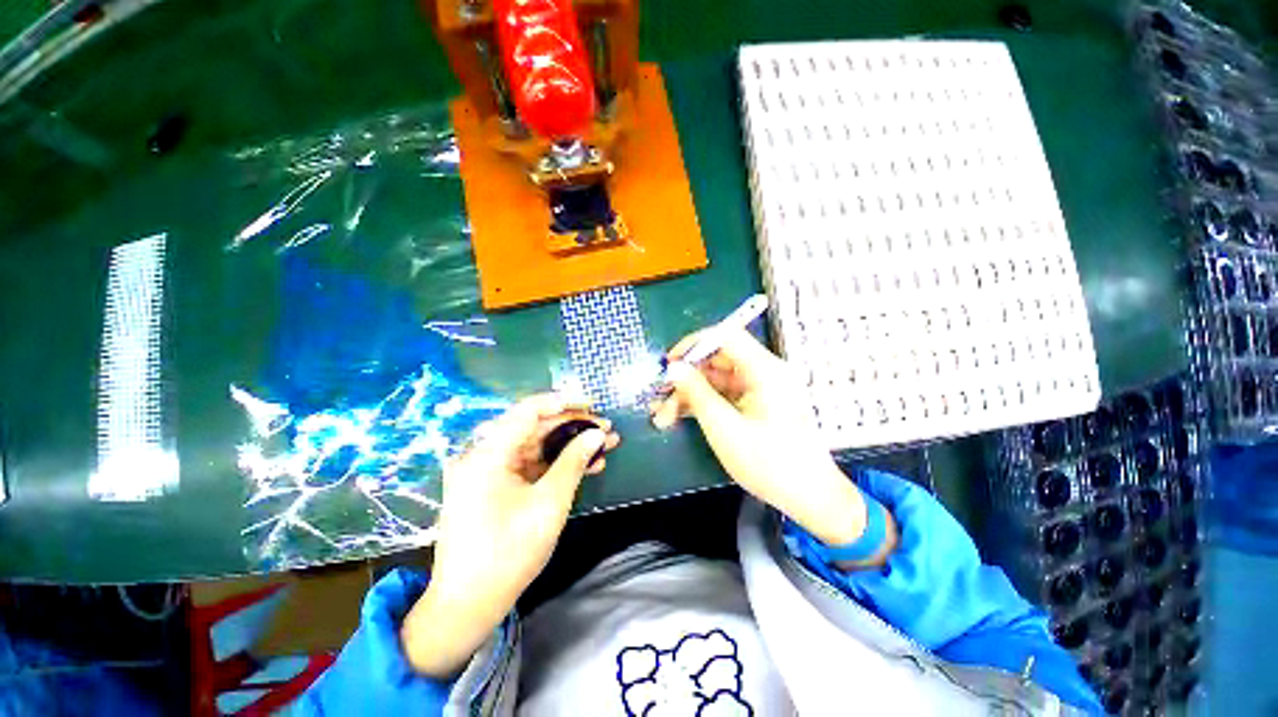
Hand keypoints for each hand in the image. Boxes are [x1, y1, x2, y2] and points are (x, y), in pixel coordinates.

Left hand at [401, 394, 618, 677]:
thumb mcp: (549, 504)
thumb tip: (597, 434)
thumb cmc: (508, 553)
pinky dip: (556, 465)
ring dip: (569, 446)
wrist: (468, 605)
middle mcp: (484, 456)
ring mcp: (489, 472)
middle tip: (606, 428)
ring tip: (605, 445)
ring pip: (536, 447)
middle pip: (534, 428)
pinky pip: (530, 466)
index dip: (562, 403)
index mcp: (488, 454)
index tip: (592, 405)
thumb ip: (574, 462)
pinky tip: (585, 466)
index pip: (527, 411)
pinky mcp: (495, 487)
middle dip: (573, 427)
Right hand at [650, 330, 892, 558]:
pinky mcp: (757, 405)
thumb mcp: (724, 428)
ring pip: (717, 380)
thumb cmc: (769, 463)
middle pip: (717, 360)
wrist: (810, 498)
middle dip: (686, 378)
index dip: (693, 344)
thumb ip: (697, 393)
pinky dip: (703, 404)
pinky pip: (725, 395)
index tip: (669, 363)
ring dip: (690, 395)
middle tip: (660, 398)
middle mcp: (764, 373)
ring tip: (662, 417)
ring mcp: (761, 390)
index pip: (725, 336)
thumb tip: (674, 368)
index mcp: (764, 370)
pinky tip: (679, 418)